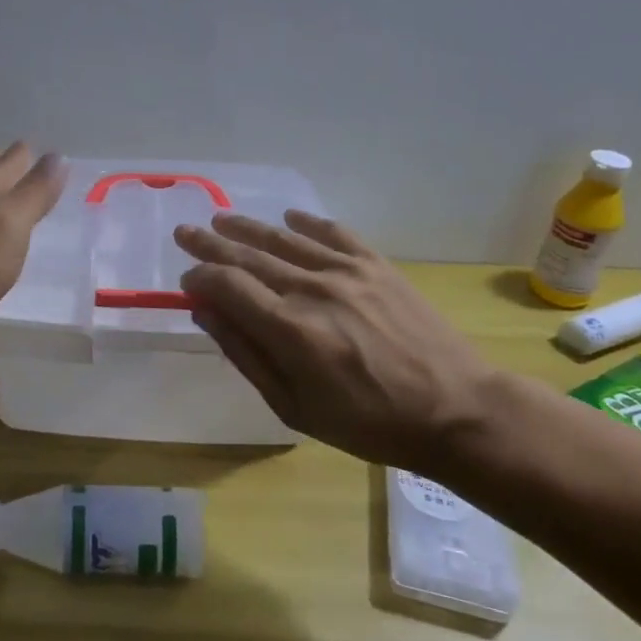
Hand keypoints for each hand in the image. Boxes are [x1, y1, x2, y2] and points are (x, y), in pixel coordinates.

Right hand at [174, 211, 502, 470]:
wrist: (456, 410)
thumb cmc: (369, 423)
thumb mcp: (295, 407)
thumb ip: (246, 355)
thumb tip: (206, 312)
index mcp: (289, 329)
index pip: (227, 285)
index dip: (200, 278)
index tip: (187, 282)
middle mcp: (312, 289)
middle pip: (248, 254)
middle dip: (210, 243)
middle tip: (185, 232)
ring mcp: (347, 271)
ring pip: (283, 239)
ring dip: (247, 226)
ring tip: (221, 218)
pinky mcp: (376, 265)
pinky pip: (333, 232)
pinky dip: (306, 222)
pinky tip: (289, 217)